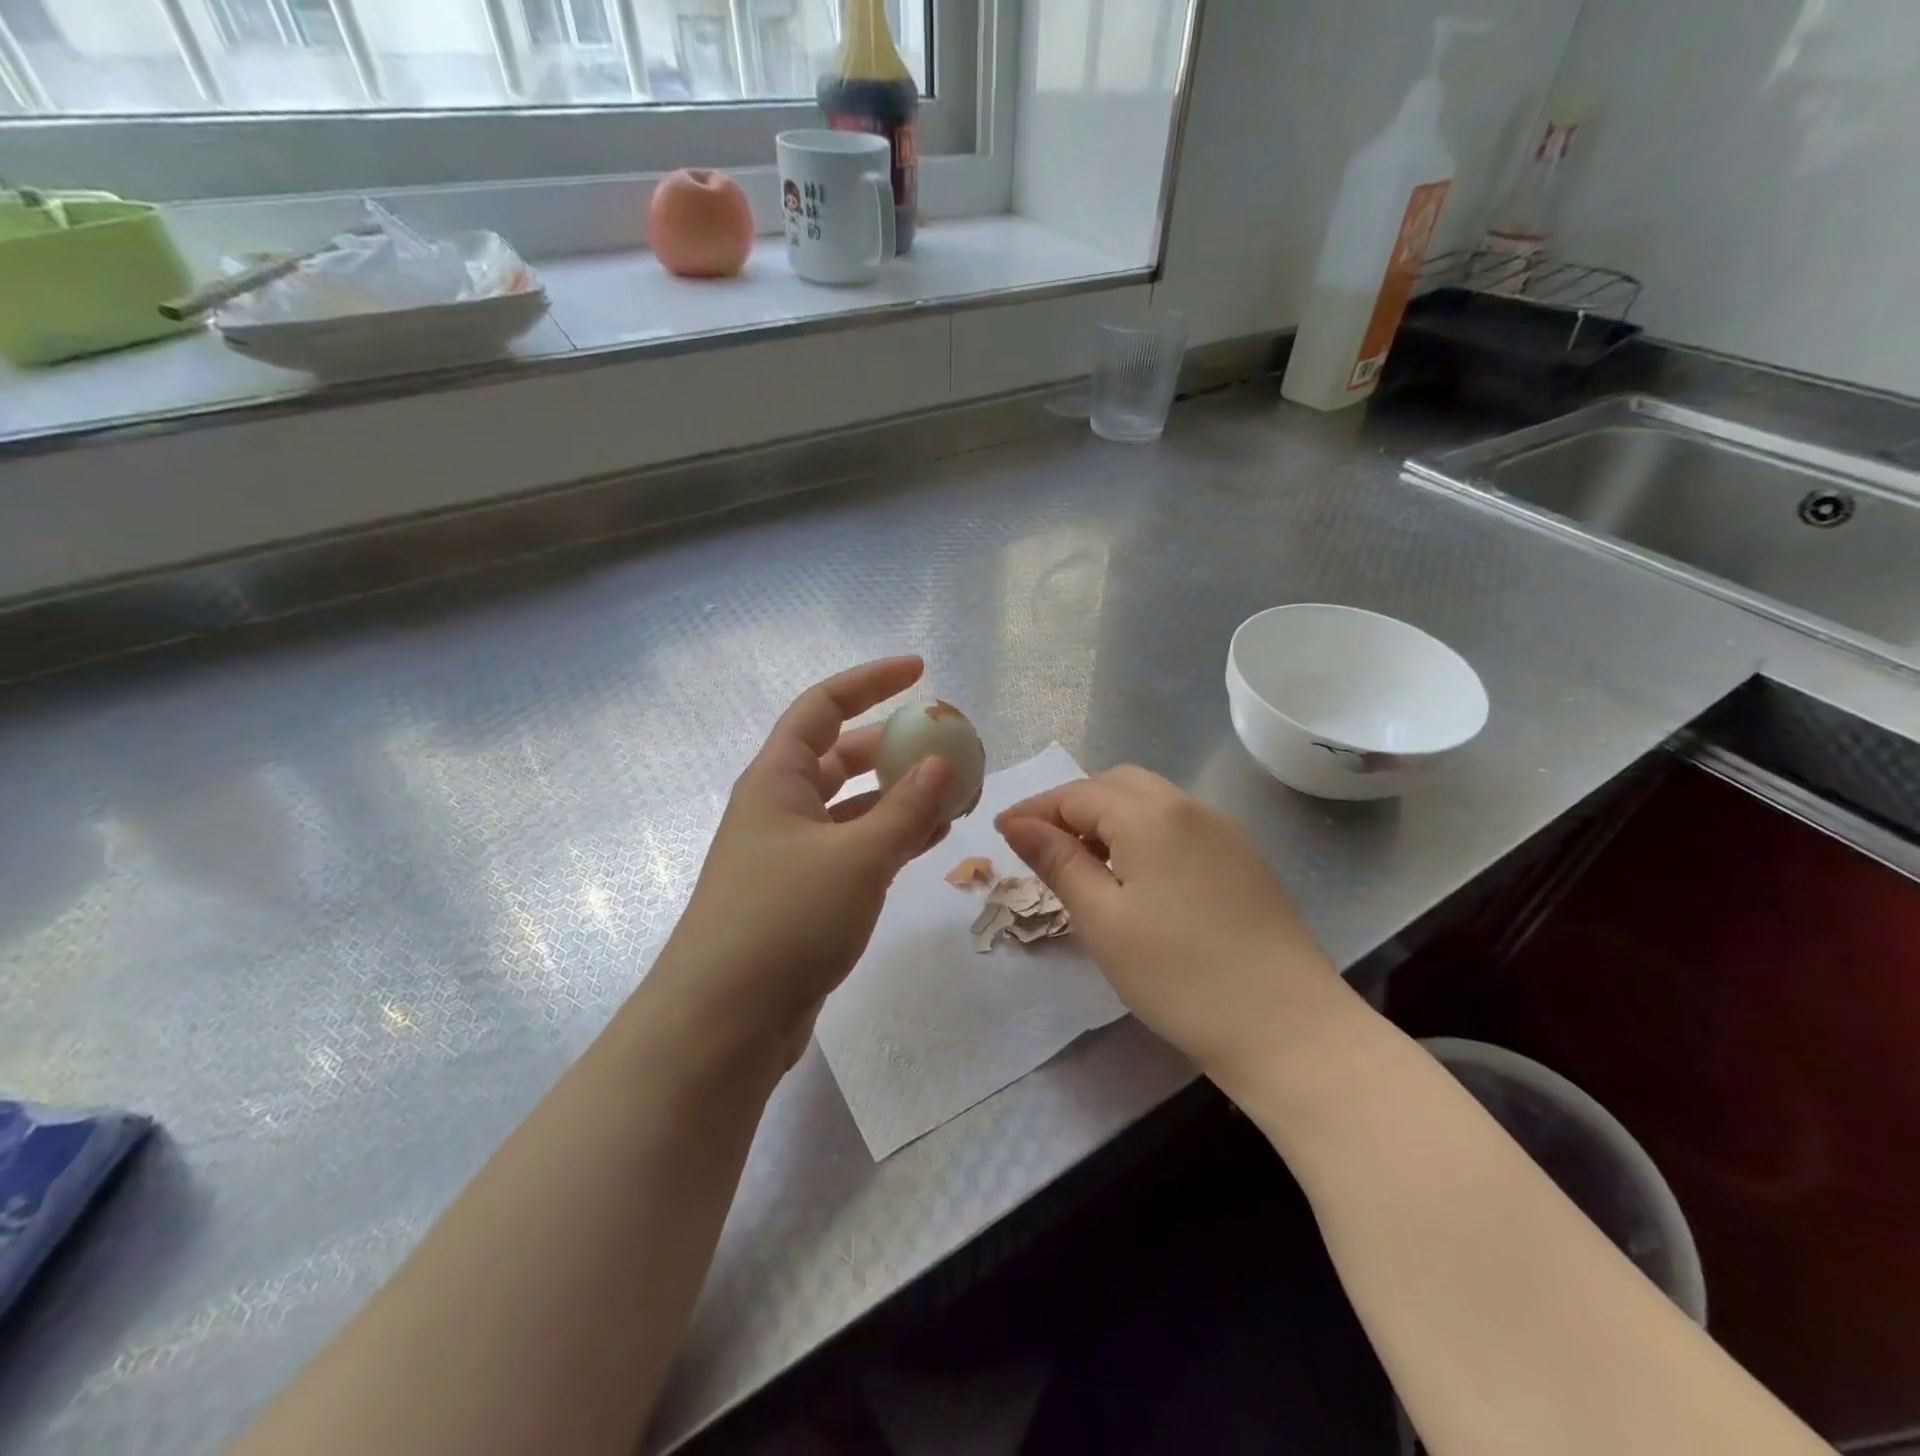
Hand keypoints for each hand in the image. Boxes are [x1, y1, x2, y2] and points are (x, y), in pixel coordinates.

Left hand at [650, 658, 952, 1069]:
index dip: (871, 681)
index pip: (824, 705)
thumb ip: (906, 809)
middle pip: (842, 755)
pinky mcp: (803, 894)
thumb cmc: (784, 920)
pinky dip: (892, 838)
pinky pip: (855, 848)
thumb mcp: (857, 857)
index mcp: (778, 778)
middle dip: (894, 745)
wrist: (724, 1021)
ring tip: (955, 794)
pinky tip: (931, 840)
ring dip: (900, 796)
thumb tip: (942, 763)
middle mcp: (780, 806)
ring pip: (853, 806)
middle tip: (948, 747)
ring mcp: (790, 853)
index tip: (920, 672)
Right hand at [995, 767, 1346, 1084]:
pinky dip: (1142, 834)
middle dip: (1072, 806)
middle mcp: (1189, 807)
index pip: (1077, 794)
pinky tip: (1134, 875)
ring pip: (1150, 802)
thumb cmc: (1180, 976)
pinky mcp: (1242, 858)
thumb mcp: (1103, 920)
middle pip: (1116, 785)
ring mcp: (1223, 831)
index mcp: (1151, 815)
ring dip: (1108, 818)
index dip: (1035, 810)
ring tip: (1081, 861)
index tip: (999, 833)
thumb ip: (1058, 862)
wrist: (1288, 1028)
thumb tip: (1016, 823)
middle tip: (1041, 846)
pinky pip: (1178, 825)